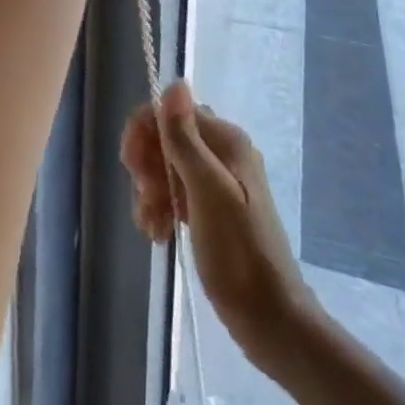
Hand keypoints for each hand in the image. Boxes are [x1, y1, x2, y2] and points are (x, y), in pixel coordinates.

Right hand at [120, 82, 310, 363]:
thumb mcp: (207, 191)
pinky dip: (161, 209)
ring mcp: (218, 182)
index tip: (131, 166)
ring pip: (167, 168)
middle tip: (144, 199)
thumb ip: (186, 138)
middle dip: (147, 166)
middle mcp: (222, 152)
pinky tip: (158, 234)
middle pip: (166, 138)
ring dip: (150, 192)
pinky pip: (176, 194)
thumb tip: (175, 81)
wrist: (273, 322)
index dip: (144, 131)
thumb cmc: (239, 253)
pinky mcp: (212, 210)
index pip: (171, 112)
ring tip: (150, 226)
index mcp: (225, 140)